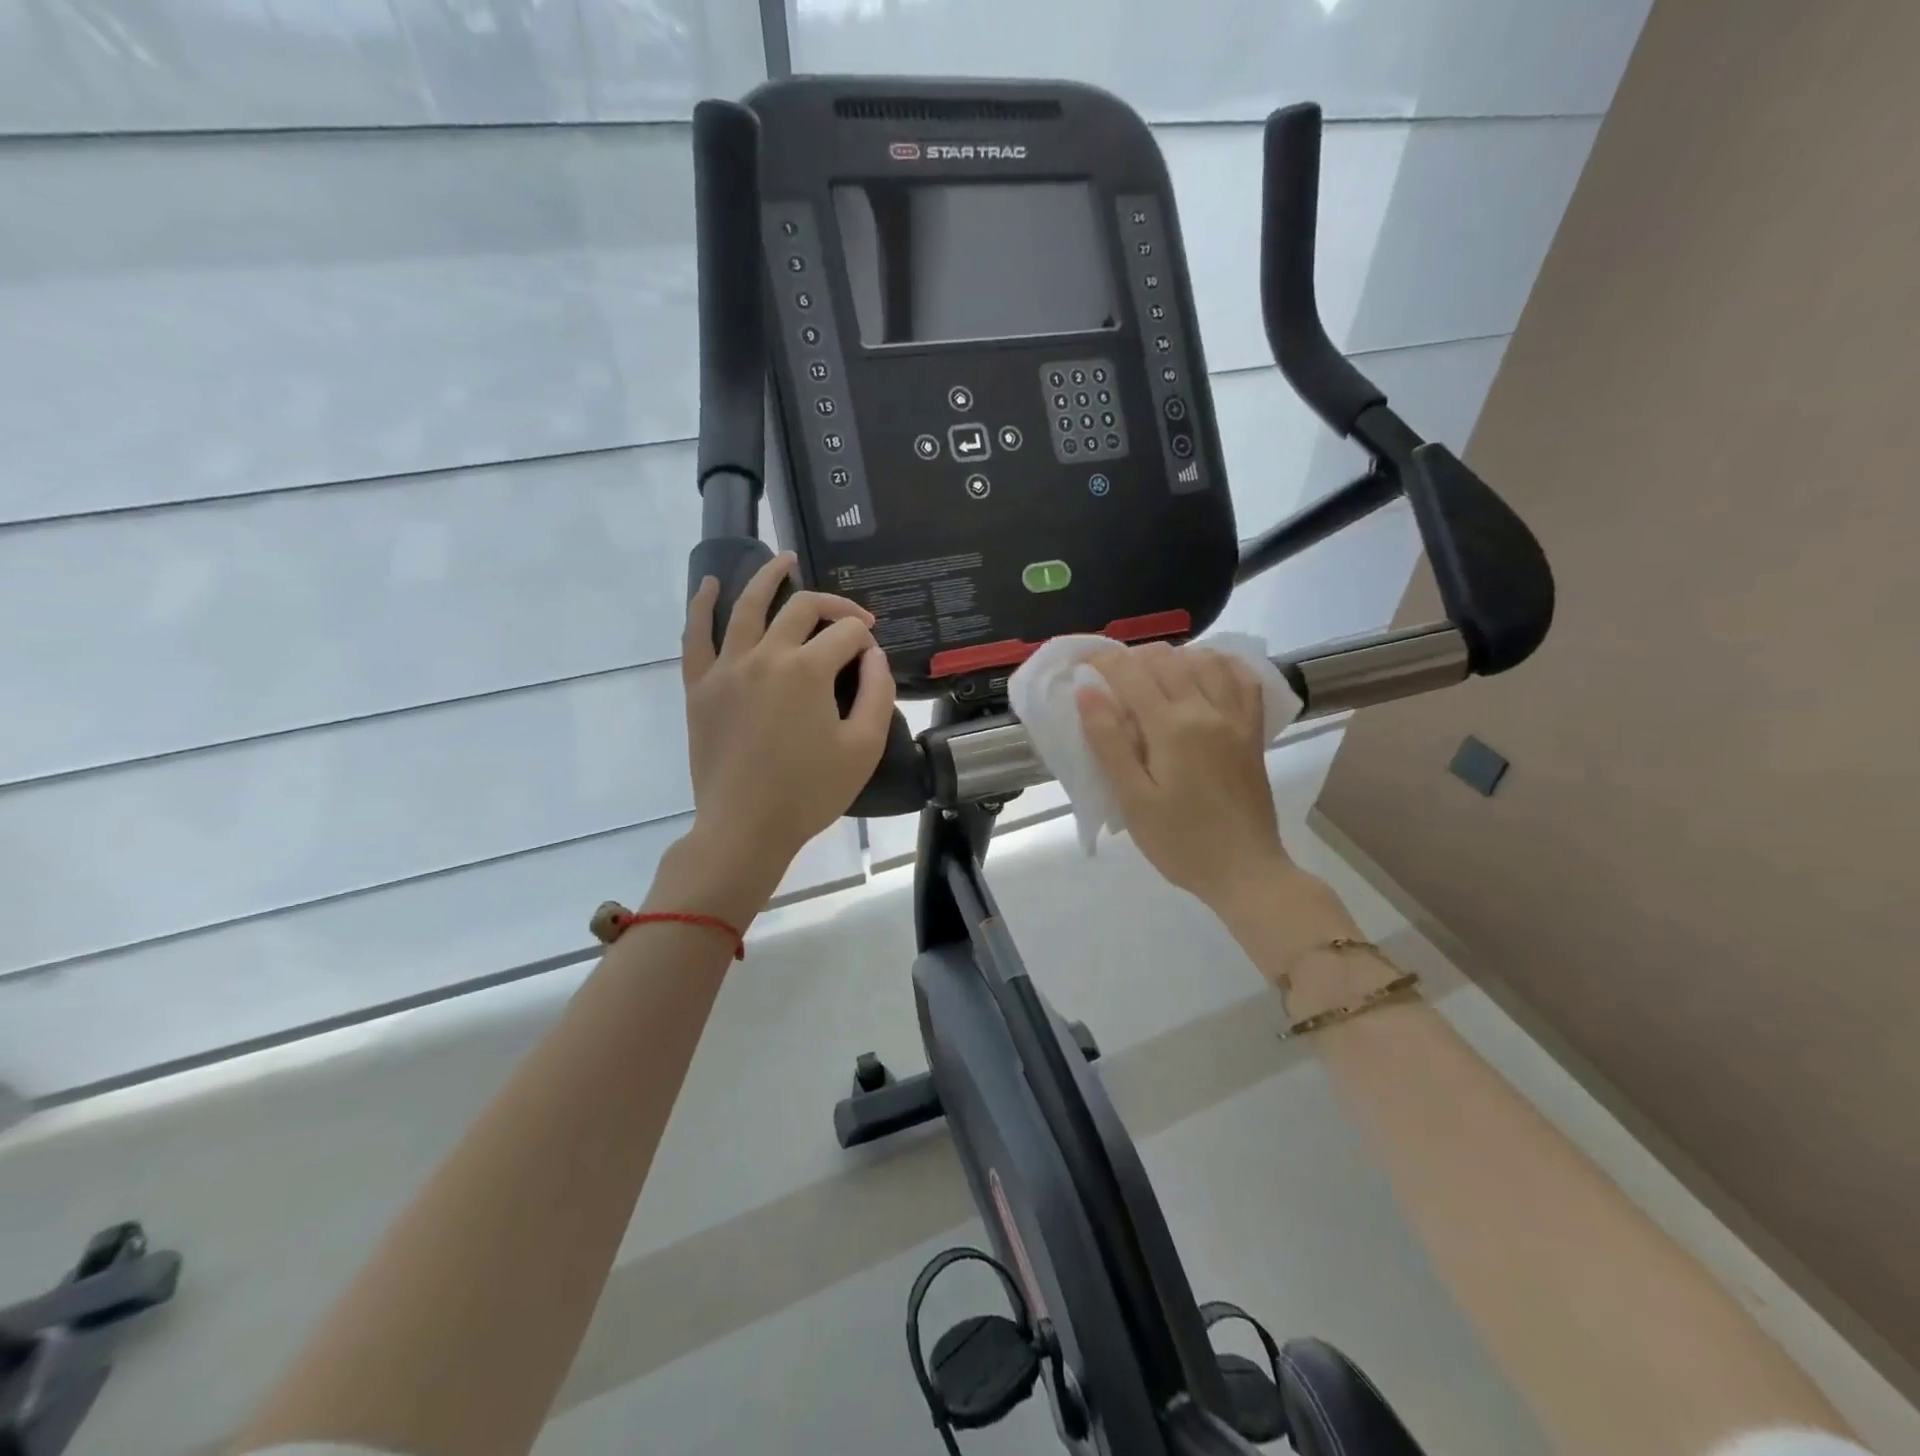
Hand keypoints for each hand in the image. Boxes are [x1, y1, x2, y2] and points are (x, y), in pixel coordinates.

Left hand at [667, 553, 894, 917]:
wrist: (745, 827)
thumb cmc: (810, 792)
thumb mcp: (864, 747)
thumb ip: (878, 691)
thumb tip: (873, 653)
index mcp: (808, 669)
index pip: (846, 634)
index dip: (866, 638)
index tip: (873, 656)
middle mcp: (765, 654)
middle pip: (802, 608)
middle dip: (833, 605)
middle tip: (850, 618)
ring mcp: (726, 667)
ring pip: (747, 606)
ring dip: (768, 577)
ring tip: (785, 560)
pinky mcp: (700, 686)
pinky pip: (696, 635)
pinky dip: (703, 605)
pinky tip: (712, 584)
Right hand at [1077, 643, 1293, 913]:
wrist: (1245, 871)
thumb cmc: (1179, 841)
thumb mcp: (1132, 798)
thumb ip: (1109, 742)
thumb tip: (1087, 691)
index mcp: (1171, 727)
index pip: (1131, 674)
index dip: (1103, 659)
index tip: (1082, 659)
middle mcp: (1206, 711)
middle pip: (1168, 660)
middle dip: (1134, 657)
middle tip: (1111, 675)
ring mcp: (1236, 719)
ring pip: (1206, 661)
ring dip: (1175, 657)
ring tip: (1153, 674)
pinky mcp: (1253, 732)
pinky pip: (1243, 681)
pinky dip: (1222, 665)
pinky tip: (1206, 673)